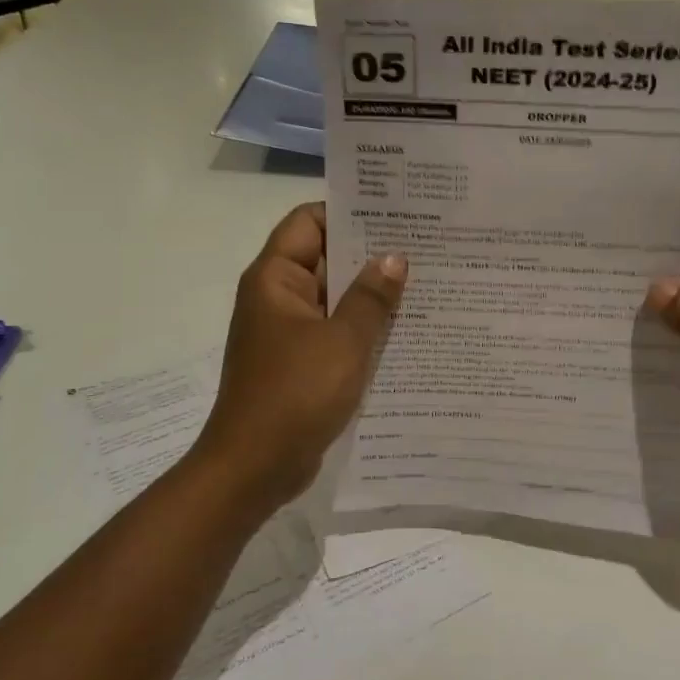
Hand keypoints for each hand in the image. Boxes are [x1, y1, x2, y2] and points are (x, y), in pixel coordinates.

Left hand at [195, 203, 406, 511]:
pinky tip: (404, 330)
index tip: (396, 212)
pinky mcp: (299, 363)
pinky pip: (334, 333)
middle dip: (369, 254)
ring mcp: (288, 333)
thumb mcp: (343, 341)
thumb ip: (371, 297)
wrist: (254, 468)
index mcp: (275, 278)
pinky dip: (361, 329)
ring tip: (425, 283)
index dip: (349, 211)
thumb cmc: (295, 394)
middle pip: (324, 258)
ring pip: (333, 299)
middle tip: (425, 247)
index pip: (309, 221)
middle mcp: (277, 297)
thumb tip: (394, 257)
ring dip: (370, 295)